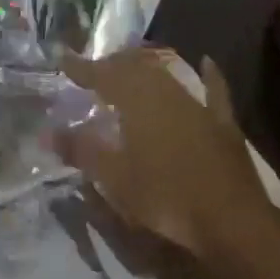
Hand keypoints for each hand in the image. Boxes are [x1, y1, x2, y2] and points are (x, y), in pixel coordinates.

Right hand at [55, 49, 279, 278]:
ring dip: (146, 69)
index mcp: (139, 103)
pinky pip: (215, 92)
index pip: (104, 76)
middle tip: (94, 68)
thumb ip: (82, 151)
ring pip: (168, 77)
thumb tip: (48, 132)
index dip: (82, 68)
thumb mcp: (116, 179)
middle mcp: (167, 95)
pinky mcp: (223, 124)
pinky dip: (210, 76)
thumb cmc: (166, 198)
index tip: (62, 58)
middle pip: (136, 70)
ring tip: (130, 68)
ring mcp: (199, 107)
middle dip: (112, 66)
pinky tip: (207, 62)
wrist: (231, 220)